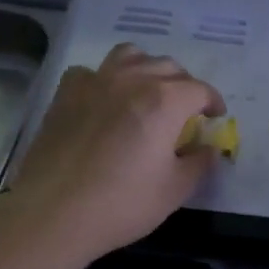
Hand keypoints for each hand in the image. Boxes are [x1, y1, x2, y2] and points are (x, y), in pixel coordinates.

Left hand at [5, 44, 225, 262]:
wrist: (53, 212)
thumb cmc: (122, 203)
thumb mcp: (175, 190)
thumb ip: (199, 163)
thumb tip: (209, 148)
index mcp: (165, 101)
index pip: (200, 89)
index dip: (213, 102)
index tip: (215, 118)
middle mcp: (132, 80)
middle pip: (168, 67)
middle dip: (184, 85)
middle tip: (185, 111)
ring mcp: (95, 81)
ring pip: (130, 56)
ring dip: (146, 69)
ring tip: (147, 92)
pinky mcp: (66, 93)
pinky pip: (92, 72)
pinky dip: (105, 79)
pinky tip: (104, 101)